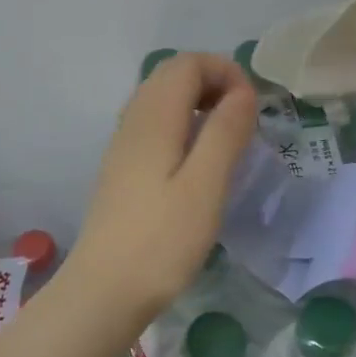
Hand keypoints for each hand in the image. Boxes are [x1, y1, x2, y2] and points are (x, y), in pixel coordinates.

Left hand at [66, 52, 257, 314]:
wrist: (103, 293)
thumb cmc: (162, 240)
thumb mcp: (206, 185)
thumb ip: (226, 132)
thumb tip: (243, 92)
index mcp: (154, 118)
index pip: (187, 63)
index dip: (225, 71)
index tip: (252, 107)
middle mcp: (134, 122)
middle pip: (171, 74)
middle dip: (213, 81)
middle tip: (243, 117)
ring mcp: (123, 145)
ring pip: (161, 98)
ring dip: (198, 102)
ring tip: (227, 136)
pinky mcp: (123, 169)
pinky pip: (154, 123)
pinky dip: (183, 123)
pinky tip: (198, 160)